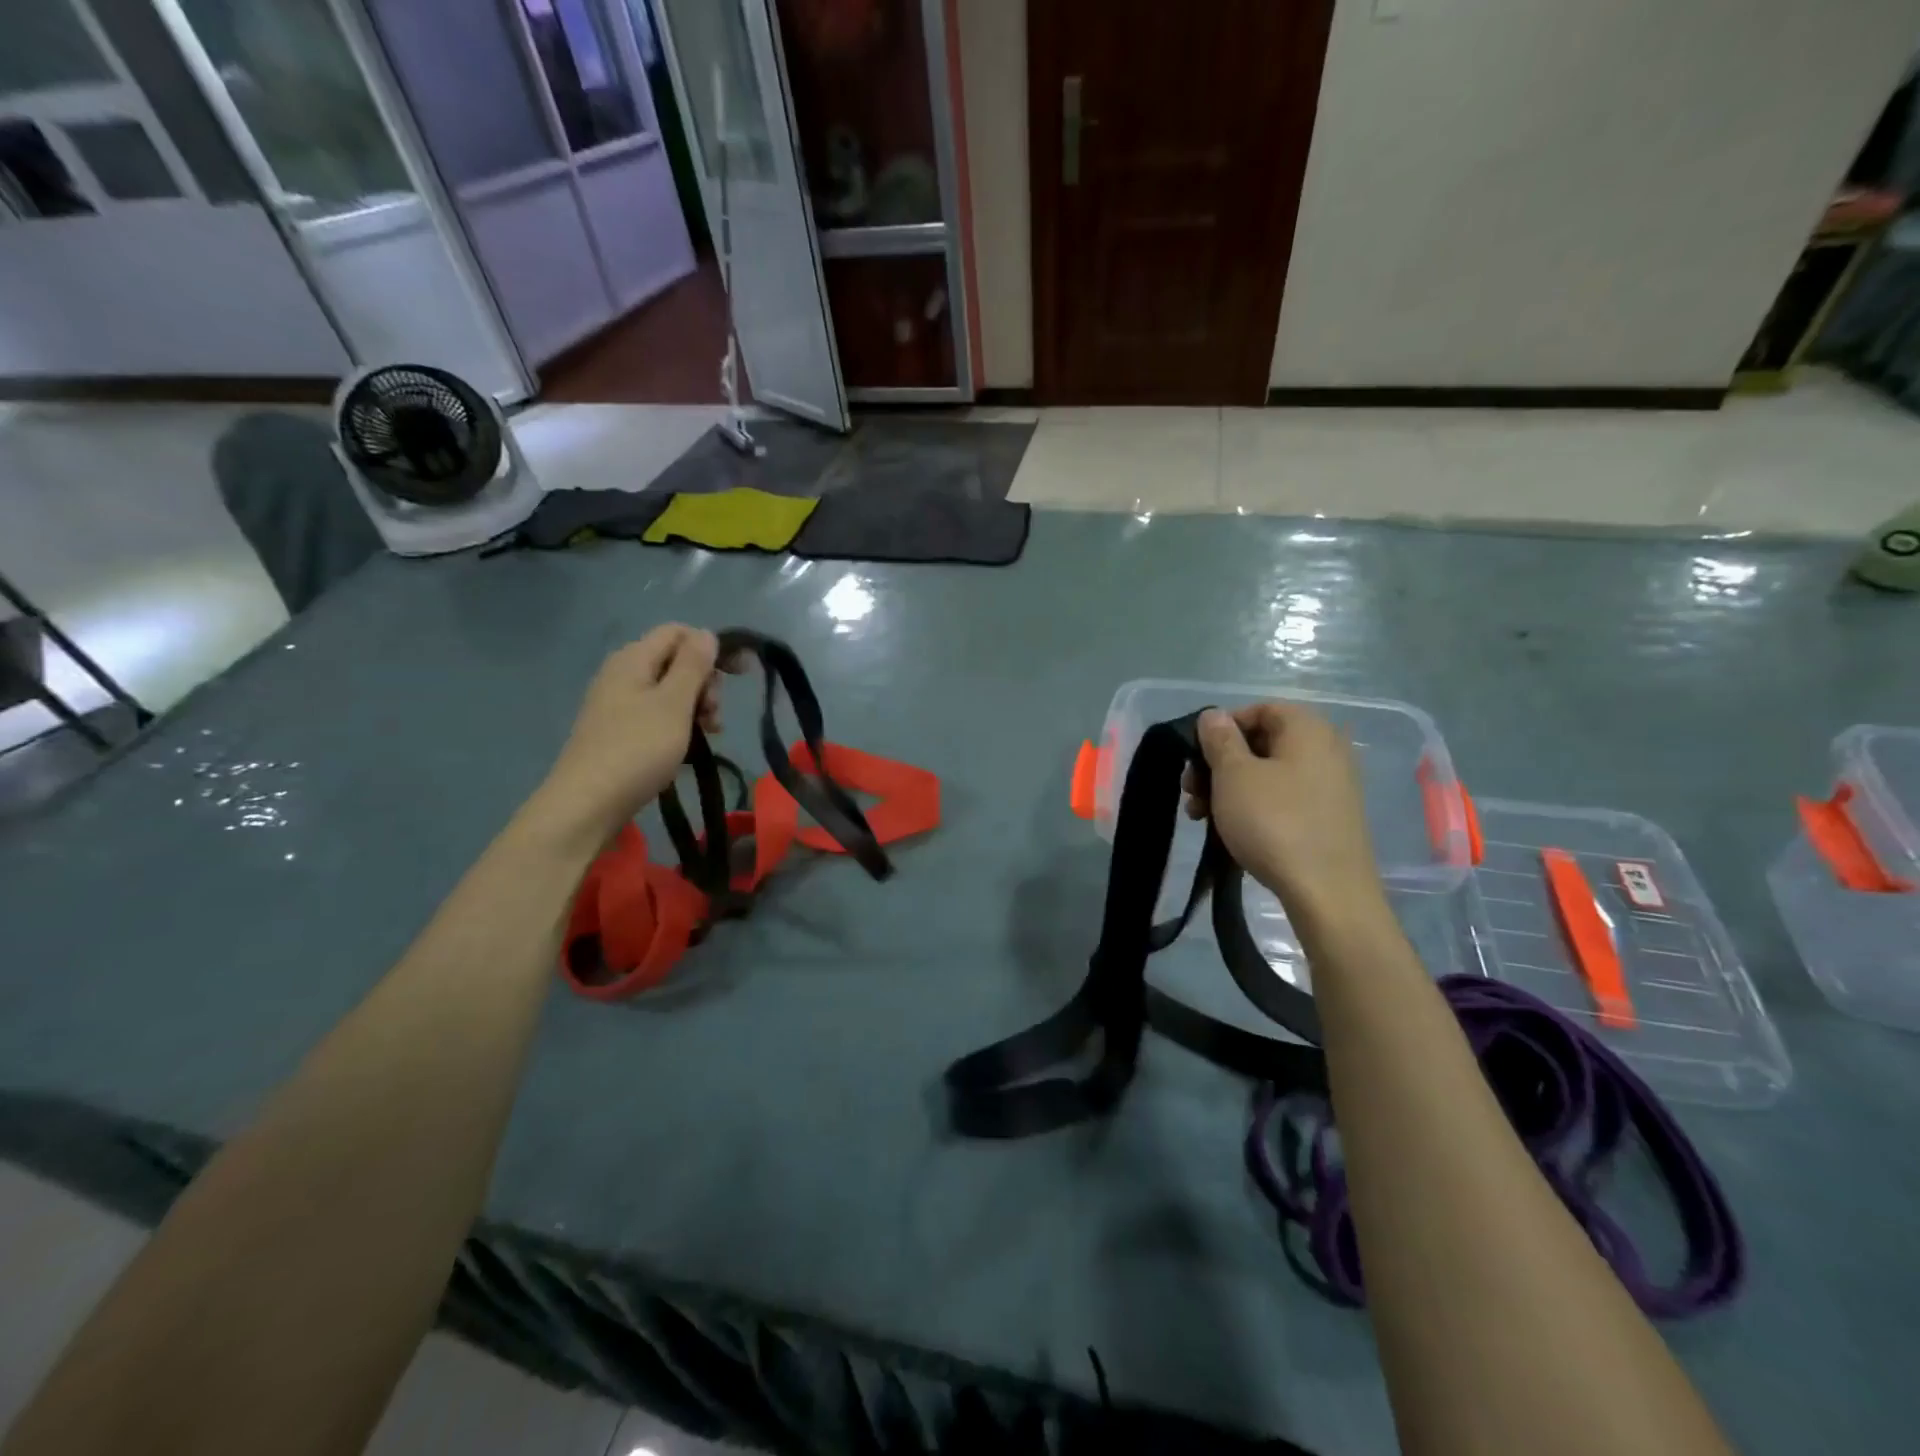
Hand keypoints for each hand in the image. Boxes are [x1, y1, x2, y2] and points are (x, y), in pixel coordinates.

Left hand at [531, 626, 730, 844]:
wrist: (587, 803)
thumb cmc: (637, 748)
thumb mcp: (674, 703)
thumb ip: (693, 665)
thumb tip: (706, 633)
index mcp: (633, 659)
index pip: (678, 632)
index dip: (711, 647)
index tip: (739, 675)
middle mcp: (622, 674)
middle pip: (675, 661)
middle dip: (705, 682)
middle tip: (715, 715)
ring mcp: (617, 703)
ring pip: (669, 690)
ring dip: (696, 706)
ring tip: (710, 734)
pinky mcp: (618, 730)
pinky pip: (657, 713)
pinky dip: (679, 723)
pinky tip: (689, 746)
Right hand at [1185, 703, 1388, 923]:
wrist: (1328, 893)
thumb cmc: (1274, 822)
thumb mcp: (1233, 775)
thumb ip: (1219, 739)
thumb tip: (1213, 715)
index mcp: (1307, 728)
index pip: (1258, 709)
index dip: (1221, 728)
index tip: (1195, 756)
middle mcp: (1327, 749)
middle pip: (1261, 742)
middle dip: (1218, 763)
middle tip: (1190, 790)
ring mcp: (1332, 785)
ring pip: (1268, 774)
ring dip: (1228, 788)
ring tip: (1200, 816)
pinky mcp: (1329, 817)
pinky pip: (1283, 798)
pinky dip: (1253, 806)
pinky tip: (1230, 830)